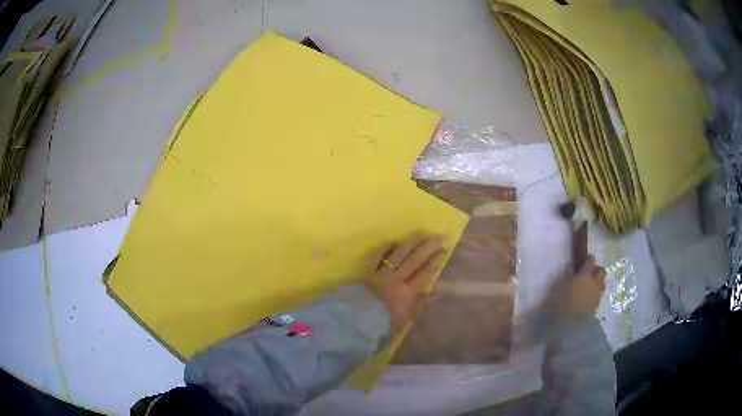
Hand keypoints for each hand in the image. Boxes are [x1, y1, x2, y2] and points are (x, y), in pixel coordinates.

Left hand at [365, 234, 447, 336]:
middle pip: (414, 260)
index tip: (444, 250)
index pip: (424, 273)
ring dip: (412, 242)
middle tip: (438, 236)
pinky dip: (386, 248)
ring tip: (421, 233)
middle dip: (428, 247)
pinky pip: (378, 256)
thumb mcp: (405, 320)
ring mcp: (380, 273)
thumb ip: (419, 304)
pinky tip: (394, 241)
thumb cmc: (382, 325)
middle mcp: (395, 280)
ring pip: (398, 254)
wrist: (355, 323)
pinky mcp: (367, 272)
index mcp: (406, 293)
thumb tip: (434, 290)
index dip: (435, 261)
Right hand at [549, 254, 606, 317]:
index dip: (588, 259)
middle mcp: (594, 283)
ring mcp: (597, 295)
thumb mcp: (559, 288)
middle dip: (597, 270)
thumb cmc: (562, 304)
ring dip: (597, 282)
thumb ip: (567, 276)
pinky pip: (598, 295)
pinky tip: (587, 298)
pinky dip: (595, 294)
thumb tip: (571, 268)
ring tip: (589, 287)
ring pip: (602, 283)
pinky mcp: (596, 306)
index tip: (584, 260)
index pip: (591, 261)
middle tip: (589, 274)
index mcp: (585, 275)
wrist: (570, 326)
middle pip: (602, 271)